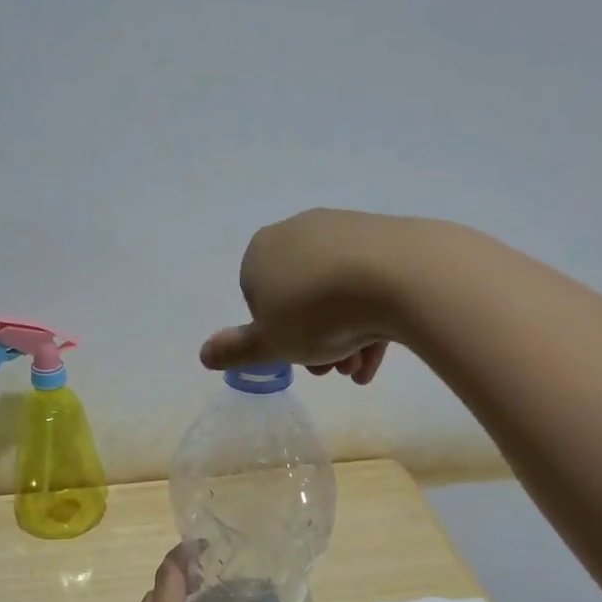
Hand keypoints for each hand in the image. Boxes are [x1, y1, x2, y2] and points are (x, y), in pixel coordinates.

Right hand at [198, 208, 410, 382]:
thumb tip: (203, 354)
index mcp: (262, 251)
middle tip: (330, 371)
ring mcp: (343, 230)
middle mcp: (299, 232)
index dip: (274, 335)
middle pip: (299, 298)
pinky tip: (379, 353)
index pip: (258, 298)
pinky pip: (367, 283)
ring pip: (335, 294)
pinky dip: (369, 318)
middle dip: (313, 341)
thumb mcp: (269, 344)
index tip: (294, 359)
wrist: (398, 276)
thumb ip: (235, 350)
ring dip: (342, 337)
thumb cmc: (316, 313)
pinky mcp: (385, 236)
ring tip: (358, 368)